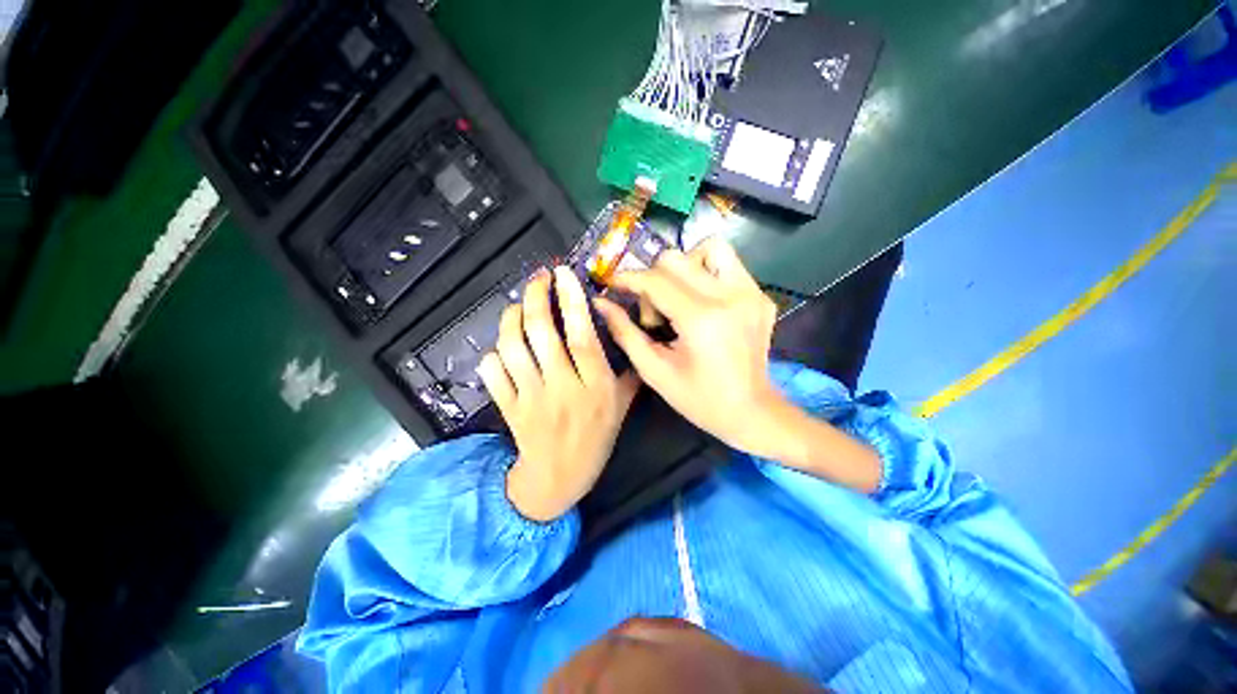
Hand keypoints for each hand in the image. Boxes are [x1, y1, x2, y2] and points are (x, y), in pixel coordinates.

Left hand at [477, 267, 639, 521]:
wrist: (558, 481)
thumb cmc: (595, 440)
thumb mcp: (622, 408)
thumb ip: (629, 374)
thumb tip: (632, 338)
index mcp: (595, 386)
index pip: (582, 336)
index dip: (571, 301)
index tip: (563, 274)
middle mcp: (563, 388)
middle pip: (542, 334)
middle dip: (536, 298)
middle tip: (537, 279)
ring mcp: (532, 399)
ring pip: (512, 348)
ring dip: (511, 320)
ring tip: (518, 308)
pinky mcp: (510, 409)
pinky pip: (493, 374)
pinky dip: (493, 356)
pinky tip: (501, 349)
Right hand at [594, 238, 782, 454]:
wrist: (752, 411)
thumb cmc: (699, 399)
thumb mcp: (655, 371)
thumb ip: (625, 333)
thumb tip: (601, 302)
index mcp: (701, 319)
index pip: (655, 280)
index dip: (628, 278)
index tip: (614, 285)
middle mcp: (729, 297)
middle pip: (677, 258)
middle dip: (654, 278)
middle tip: (654, 309)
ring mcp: (751, 293)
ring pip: (709, 248)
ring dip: (685, 266)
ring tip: (680, 296)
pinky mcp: (761, 296)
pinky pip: (729, 265)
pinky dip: (707, 274)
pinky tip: (702, 302)